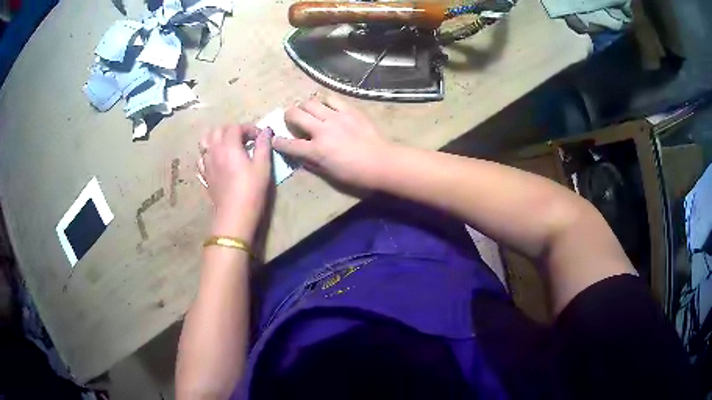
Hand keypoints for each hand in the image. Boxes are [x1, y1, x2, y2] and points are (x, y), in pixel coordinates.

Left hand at [198, 125, 271, 238]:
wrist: (234, 216)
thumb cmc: (251, 190)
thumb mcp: (263, 167)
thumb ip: (263, 146)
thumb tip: (266, 131)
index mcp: (229, 146)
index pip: (235, 127)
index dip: (248, 128)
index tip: (259, 137)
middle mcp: (214, 151)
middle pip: (217, 130)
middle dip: (231, 130)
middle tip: (244, 139)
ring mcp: (206, 163)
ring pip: (205, 142)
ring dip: (216, 139)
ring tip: (227, 146)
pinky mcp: (204, 176)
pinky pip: (201, 158)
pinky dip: (208, 154)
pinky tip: (216, 161)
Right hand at [273, 95, 391, 188]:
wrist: (381, 162)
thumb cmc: (356, 174)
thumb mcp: (330, 174)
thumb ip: (313, 163)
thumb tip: (303, 156)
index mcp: (316, 150)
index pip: (290, 144)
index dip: (278, 142)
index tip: (274, 139)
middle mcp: (322, 130)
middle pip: (296, 114)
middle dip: (288, 115)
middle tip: (291, 118)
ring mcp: (336, 118)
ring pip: (311, 102)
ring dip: (305, 106)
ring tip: (308, 110)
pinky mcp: (349, 111)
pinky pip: (332, 99)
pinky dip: (325, 101)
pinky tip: (326, 105)